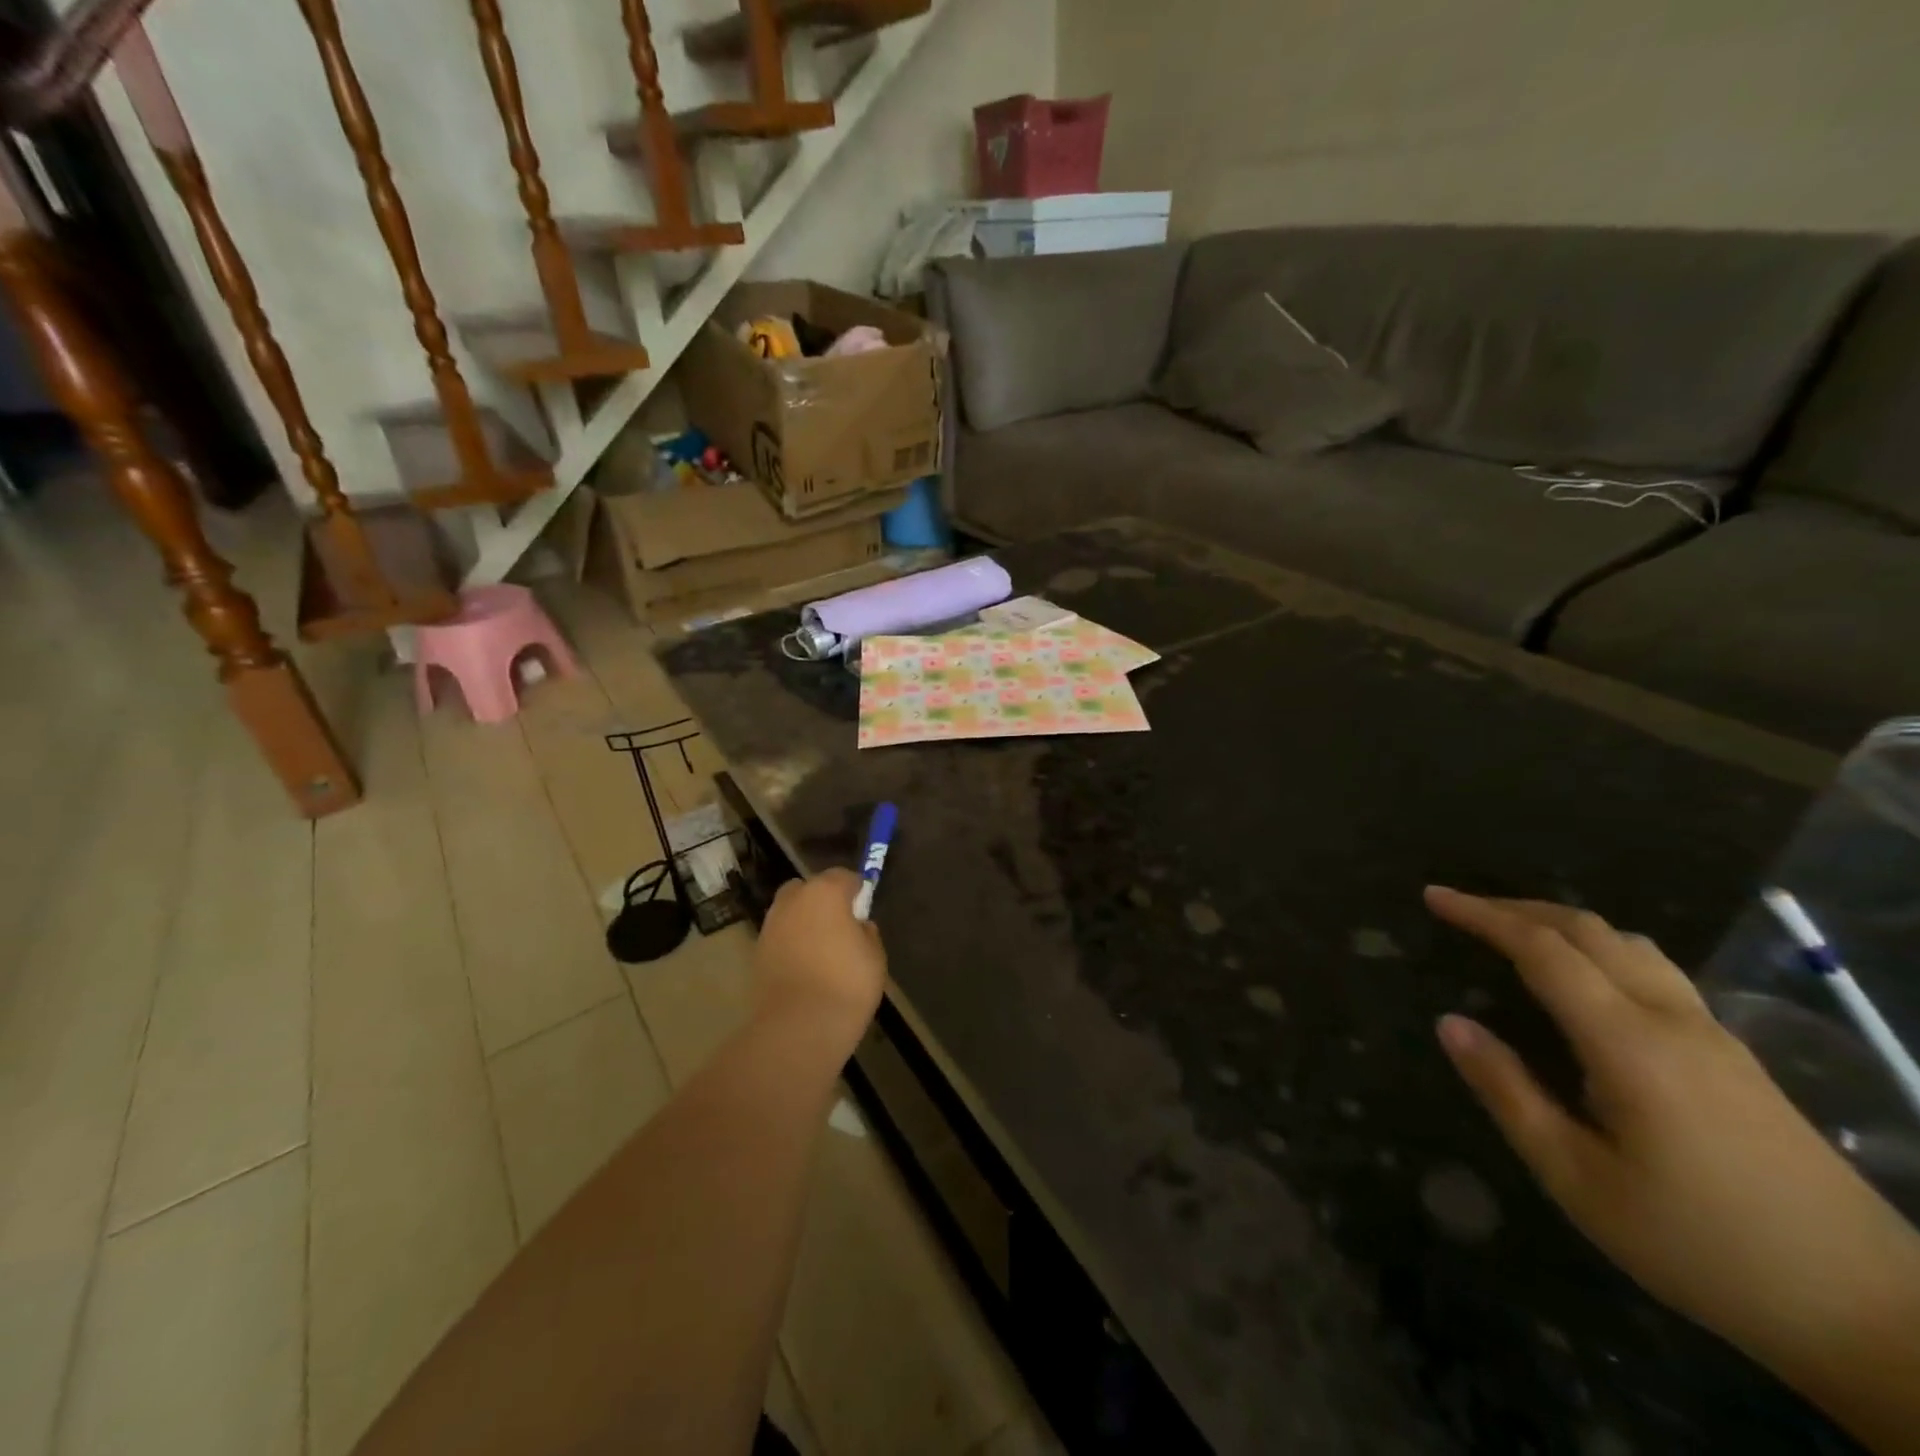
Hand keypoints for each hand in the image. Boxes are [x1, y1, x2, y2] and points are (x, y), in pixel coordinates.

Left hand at [753, 869, 886, 1046]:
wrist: (798, 1027)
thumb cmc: (847, 984)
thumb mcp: (875, 956)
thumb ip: (867, 932)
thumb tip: (858, 926)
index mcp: (825, 892)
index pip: (844, 876)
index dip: (856, 889)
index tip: (864, 907)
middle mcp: (793, 900)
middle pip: (809, 888)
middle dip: (823, 900)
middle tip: (840, 925)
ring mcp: (771, 925)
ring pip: (790, 912)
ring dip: (804, 922)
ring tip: (822, 949)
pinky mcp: (757, 952)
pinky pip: (780, 937)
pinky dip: (791, 944)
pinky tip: (805, 967)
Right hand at [1425, 886, 1919, 1428]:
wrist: (1873, 1314)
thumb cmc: (1701, 1246)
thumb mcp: (1578, 1180)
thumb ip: (1508, 1092)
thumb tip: (1449, 1023)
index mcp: (1627, 1043)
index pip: (1542, 949)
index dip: (1482, 915)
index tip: (1433, 896)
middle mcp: (1672, 1020)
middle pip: (1588, 930)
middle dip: (1516, 907)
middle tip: (1459, 908)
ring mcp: (1713, 1035)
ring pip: (1629, 944)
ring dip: (1561, 923)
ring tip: (1513, 933)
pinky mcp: (1735, 1057)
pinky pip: (1655, 970)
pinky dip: (1599, 948)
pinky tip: (1585, 979)